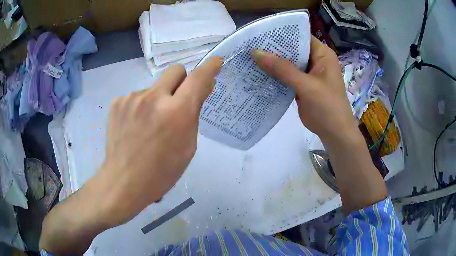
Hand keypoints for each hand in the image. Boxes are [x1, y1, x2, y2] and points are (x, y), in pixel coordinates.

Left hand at [100, 57, 222, 225]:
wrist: (124, 181)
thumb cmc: (162, 171)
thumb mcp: (187, 146)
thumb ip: (194, 113)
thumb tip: (201, 90)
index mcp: (177, 112)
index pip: (198, 78)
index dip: (210, 67)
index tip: (216, 62)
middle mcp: (154, 98)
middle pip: (175, 70)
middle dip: (181, 81)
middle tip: (176, 101)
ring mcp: (132, 97)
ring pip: (154, 87)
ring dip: (158, 99)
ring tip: (149, 124)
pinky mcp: (117, 102)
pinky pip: (136, 96)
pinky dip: (140, 107)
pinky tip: (135, 126)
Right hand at [253, 36, 357, 144]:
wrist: (334, 133)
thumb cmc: (327, 107)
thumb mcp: (306, 86)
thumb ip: (282, 69)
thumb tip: (256, 53)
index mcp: (322, 54)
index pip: (300, 36)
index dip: (281, 34)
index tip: (260, 33)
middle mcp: (315, 60)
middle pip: (292, 49)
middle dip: (273, 48)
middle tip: (250, 44)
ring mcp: (308, 73)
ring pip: (288, 63)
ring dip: (272, 62)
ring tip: (250, 56)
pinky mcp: (302, 85)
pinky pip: (286, 76)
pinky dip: (275, 75)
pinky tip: (258, 72)